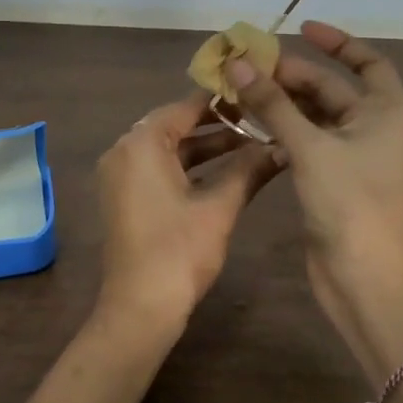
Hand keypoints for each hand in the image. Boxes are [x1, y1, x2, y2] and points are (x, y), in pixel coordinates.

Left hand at [93, 92, 283, 342]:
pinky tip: (224, 171)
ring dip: (205, 148)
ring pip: (168, 149)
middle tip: (258, 118)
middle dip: (217, 124)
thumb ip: (249, 170)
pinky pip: (158, 168)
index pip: (185, 107)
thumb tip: (282, 147)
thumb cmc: (179, 251)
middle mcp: (124, 151)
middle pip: (175, 125)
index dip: (222, 101)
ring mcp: (120, 175)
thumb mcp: (219, 207)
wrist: (140, 308)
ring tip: (250, 144)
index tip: (254, 94)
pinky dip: (188, 168)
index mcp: (141, 143)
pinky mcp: (124, 197)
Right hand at [225, 22, 402, 369]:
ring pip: (314, 117)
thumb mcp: (310, 147)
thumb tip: (239, 65)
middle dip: (292, 76)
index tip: (300, 29)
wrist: (363, 277)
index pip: (368, 62)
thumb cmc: (349, 203)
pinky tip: (252, 127)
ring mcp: (353, 156)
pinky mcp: (333, 180)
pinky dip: (283, 131)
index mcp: (385, 112)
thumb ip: (274, 105)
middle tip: (247, 68)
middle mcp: (373, 128)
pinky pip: (306, 142)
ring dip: (282, 104)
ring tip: (242, 92)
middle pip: (331, 89)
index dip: (338, 42)